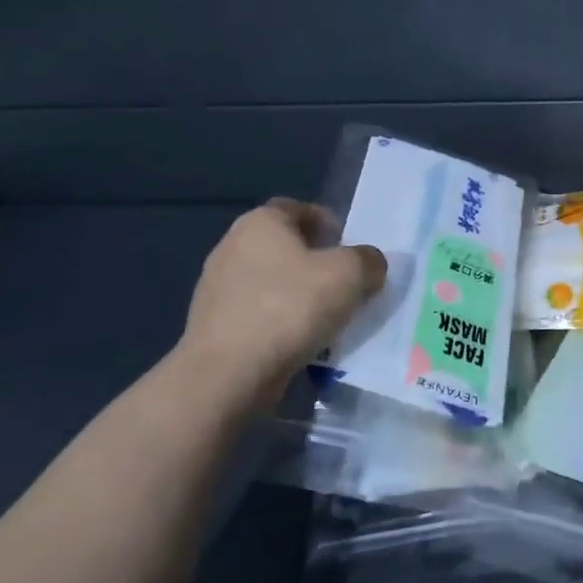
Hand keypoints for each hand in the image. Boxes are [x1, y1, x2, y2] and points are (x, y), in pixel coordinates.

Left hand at [174, 198, 385, 410]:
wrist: (228, 374)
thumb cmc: (290, 307)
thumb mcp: (350, 274)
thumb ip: (368, 260)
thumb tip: (369, 264)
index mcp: (260, 222)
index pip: (298, 209)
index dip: (327, 223)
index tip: (349, 247)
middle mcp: (231, 246)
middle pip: (284, 245)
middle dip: (315, 261)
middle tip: (344, 282)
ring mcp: (216, 287)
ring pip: (271, 281)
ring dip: (298, 293)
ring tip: (326, 316)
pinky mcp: (212, 324)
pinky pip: (257, 313)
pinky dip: (279, 321)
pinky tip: (299, 340)